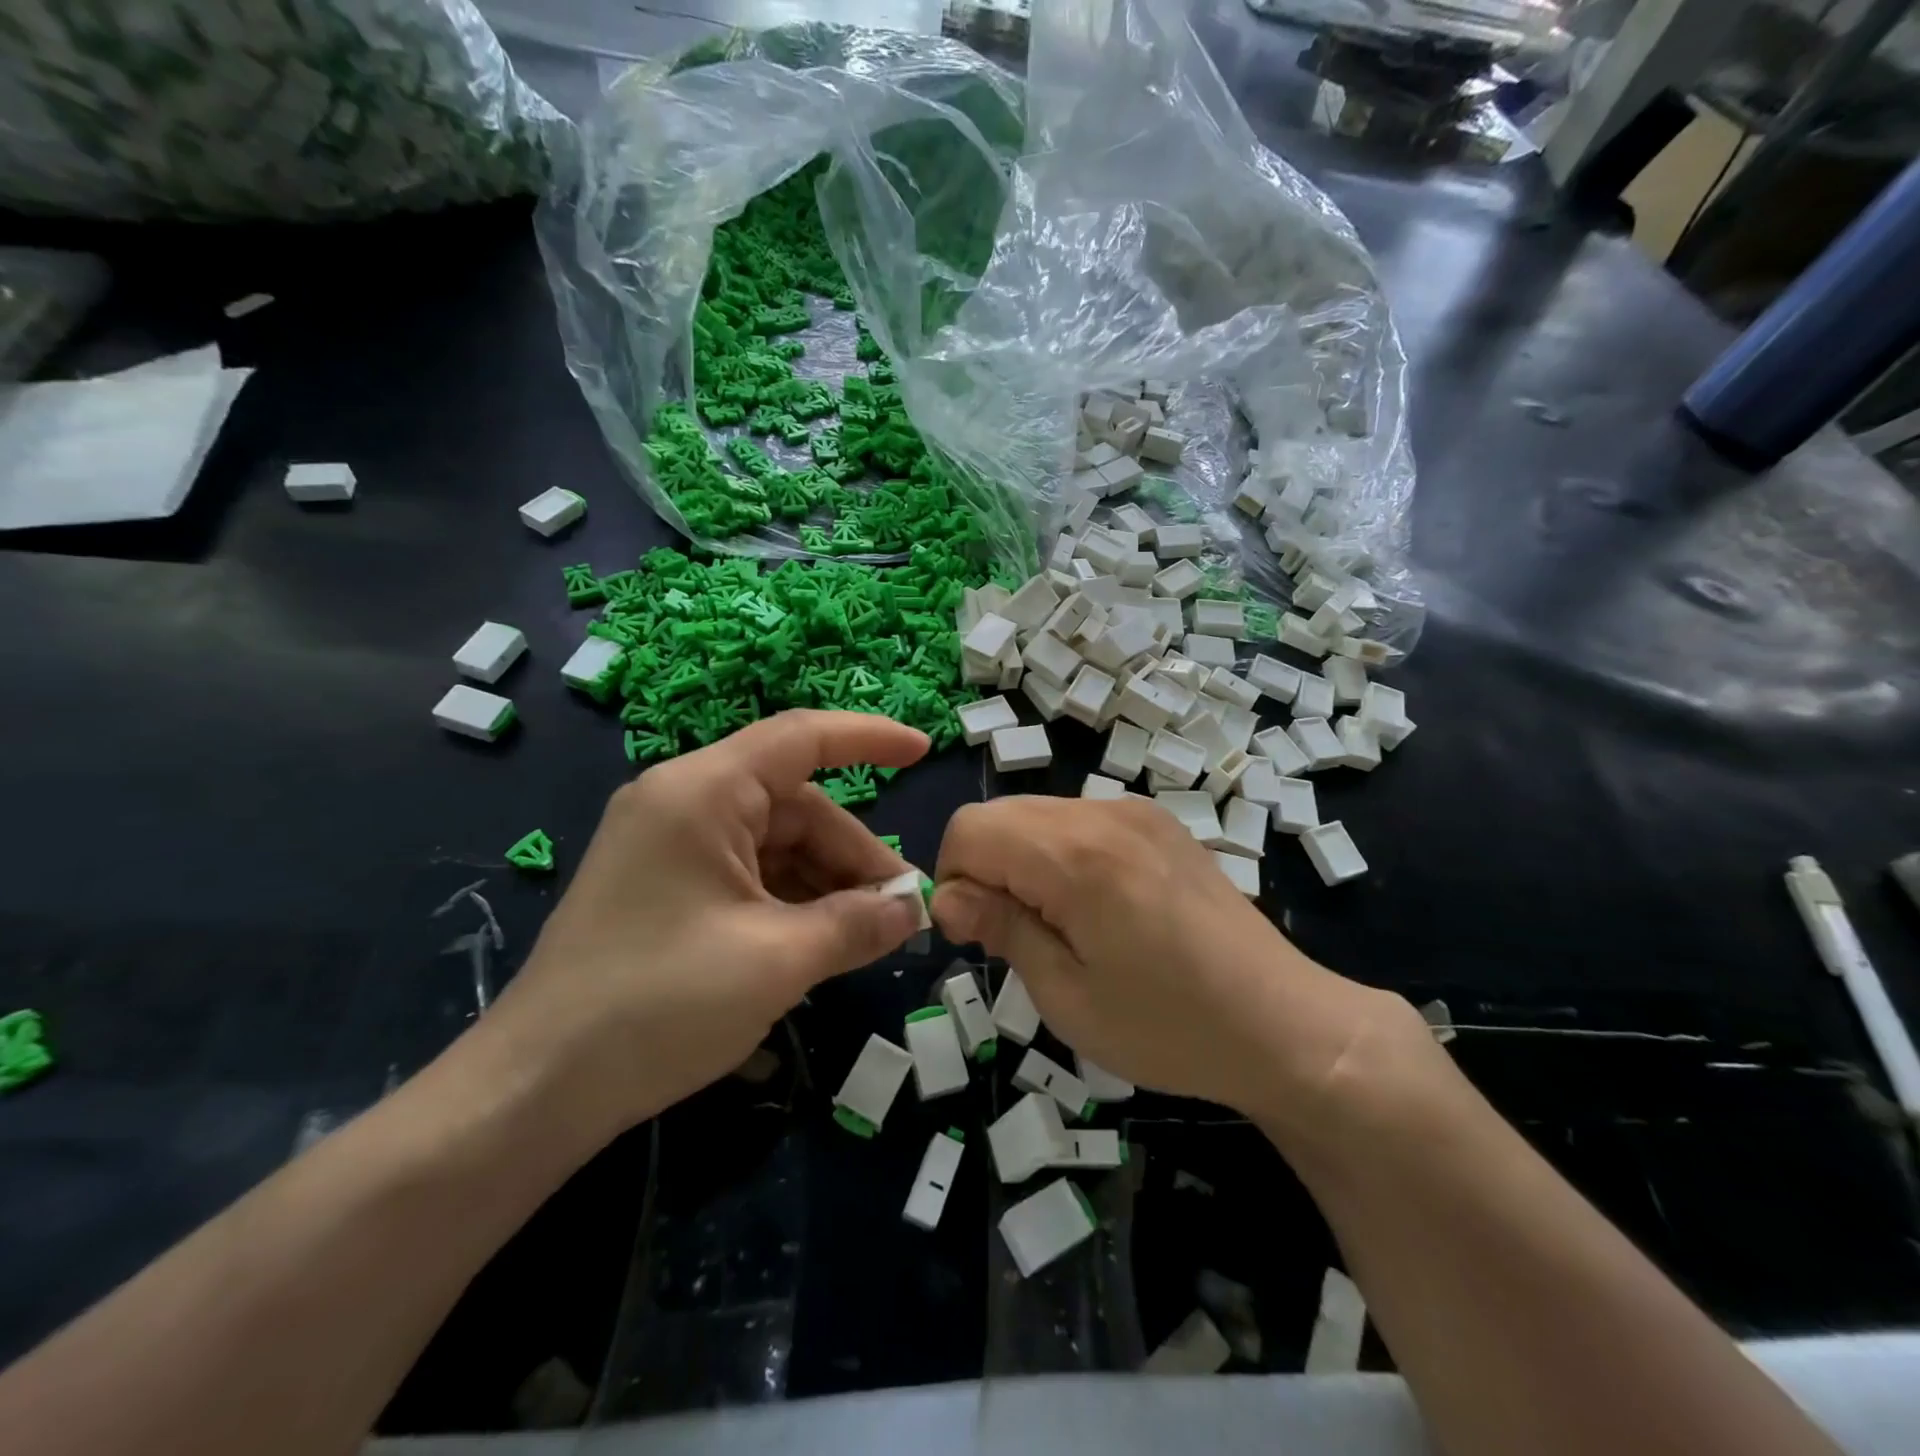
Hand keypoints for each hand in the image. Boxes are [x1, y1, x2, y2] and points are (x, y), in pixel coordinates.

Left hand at [485, 711, 929, 1142]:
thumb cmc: (658, 1006)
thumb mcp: (776, 961)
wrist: (534, 1090)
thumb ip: (856, 924)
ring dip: (826, 883)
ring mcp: (670, 845)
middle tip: (903, 909)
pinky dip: (790, 900)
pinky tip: (820, 942)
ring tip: (869, 934)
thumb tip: (914, 908)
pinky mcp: (664, 885)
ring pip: (775, 844)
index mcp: (703, 792)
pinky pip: (747, 873)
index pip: (801, 737)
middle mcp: (684, 802)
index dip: (870, 738)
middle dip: (853, 854)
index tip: (925, 751)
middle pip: (796, 806)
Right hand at [930, 796, 1429, 1135]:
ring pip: (1038, 813)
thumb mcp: (1067, 995)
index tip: (977, 934)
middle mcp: (1103, 814)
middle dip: (984, 867)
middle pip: (999, 813)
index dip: (953, 880)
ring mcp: (1136, 812)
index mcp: (1075, 855)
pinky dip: (1060, 852)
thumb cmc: (1167, 1026)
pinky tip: (1096, 905)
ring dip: (1022, 859)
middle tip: (1013, 935)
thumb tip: (948, 897)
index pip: (969, 829)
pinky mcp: (1158, 822)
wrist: (1283, 1024)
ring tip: (1059, 924)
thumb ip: (1001, 929)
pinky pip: (1079, 819)